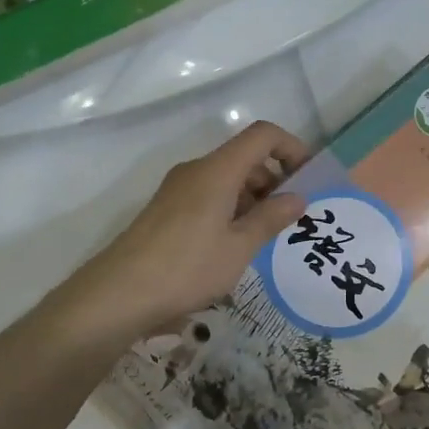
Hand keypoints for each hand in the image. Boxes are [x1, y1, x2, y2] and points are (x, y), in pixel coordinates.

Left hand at [65, 121, 309, 343]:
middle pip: (244, 157)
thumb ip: (271, 218)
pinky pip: (208, 195)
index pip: (262, 135)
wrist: (119, 293)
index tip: (308, 180)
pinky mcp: (166, 209)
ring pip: (226, 178)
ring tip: (265, 237)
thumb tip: (298, 197)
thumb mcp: (239, 247)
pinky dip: (230, 209)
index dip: (291, 148)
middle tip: (291, 218)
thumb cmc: (187, 267)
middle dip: (274, 179)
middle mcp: (196, 170)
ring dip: (253, 198)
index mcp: (217, 170)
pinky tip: (234, 246)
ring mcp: (177, 189)